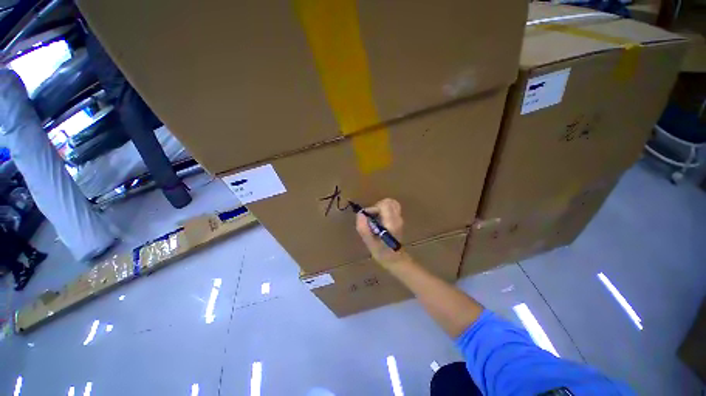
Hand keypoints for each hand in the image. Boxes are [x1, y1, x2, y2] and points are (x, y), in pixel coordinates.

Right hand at [355, 198, 407, 267]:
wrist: (395, 259)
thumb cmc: (382, 253)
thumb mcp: (370, 243)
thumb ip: (364, 229)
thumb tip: (360, 214)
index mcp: (391, 223)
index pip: (384, 205)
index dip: (373, 208)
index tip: (368, 217)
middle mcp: (397, 218)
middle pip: (389, 201)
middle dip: (377, 206)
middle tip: (371, 217)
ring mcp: (399, 218)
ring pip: (391, 203)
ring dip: (380, 208)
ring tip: (375, 218)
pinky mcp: (398, 220)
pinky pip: (391, 208)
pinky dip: (383, 210)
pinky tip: (379, 220)